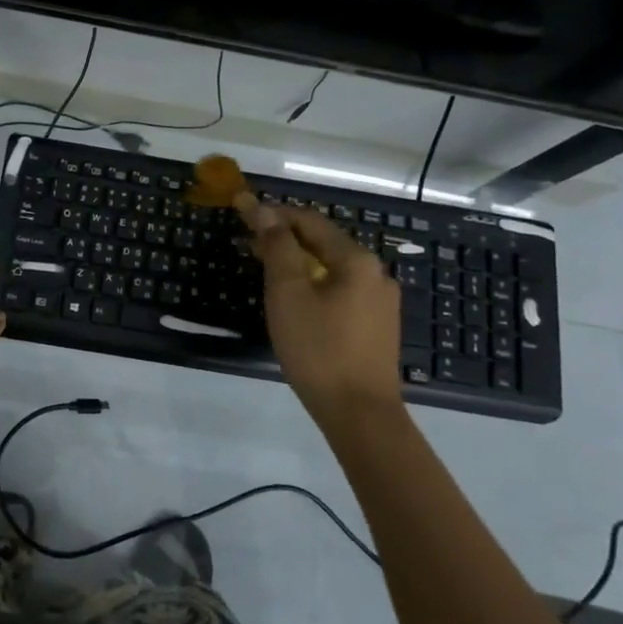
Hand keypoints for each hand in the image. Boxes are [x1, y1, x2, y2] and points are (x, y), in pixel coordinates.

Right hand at [236, 196, 404, 430]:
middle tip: (248, 242)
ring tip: (265, 268)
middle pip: (324, 242)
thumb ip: (277, 247)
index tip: (241, 210)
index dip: (274, 213)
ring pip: (332, 268)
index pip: (310, 221)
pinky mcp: (378, 325)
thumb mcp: (288, 293)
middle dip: (285, 237)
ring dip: (298, 262)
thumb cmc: (318, 348)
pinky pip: (341, 290)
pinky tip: (295, 299)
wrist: (360, 414)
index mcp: (356, 260)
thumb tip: (264, 209)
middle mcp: (375, 273)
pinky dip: (314, 283)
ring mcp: (381, 301)